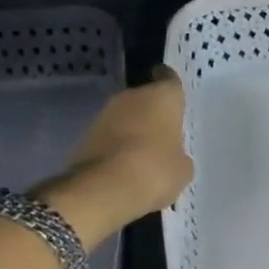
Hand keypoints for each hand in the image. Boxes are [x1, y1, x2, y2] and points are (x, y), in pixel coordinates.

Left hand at [38, 68, 192, 248]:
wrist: (104, 189)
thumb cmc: (156, 170)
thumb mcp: (183, 169)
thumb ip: (179, 155)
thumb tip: (171, 156)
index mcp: (163, 96)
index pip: (168, 79)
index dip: (171, 87)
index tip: (174, 99)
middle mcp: (132, 96)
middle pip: (145, 98)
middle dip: (152, 113)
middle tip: (163, 135)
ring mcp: (104, 114)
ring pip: (125, 117)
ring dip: (132, 130)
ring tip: (143, 156)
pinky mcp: (85, 135)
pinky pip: (109, 137)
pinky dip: (116, 147)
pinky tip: (125, 168)